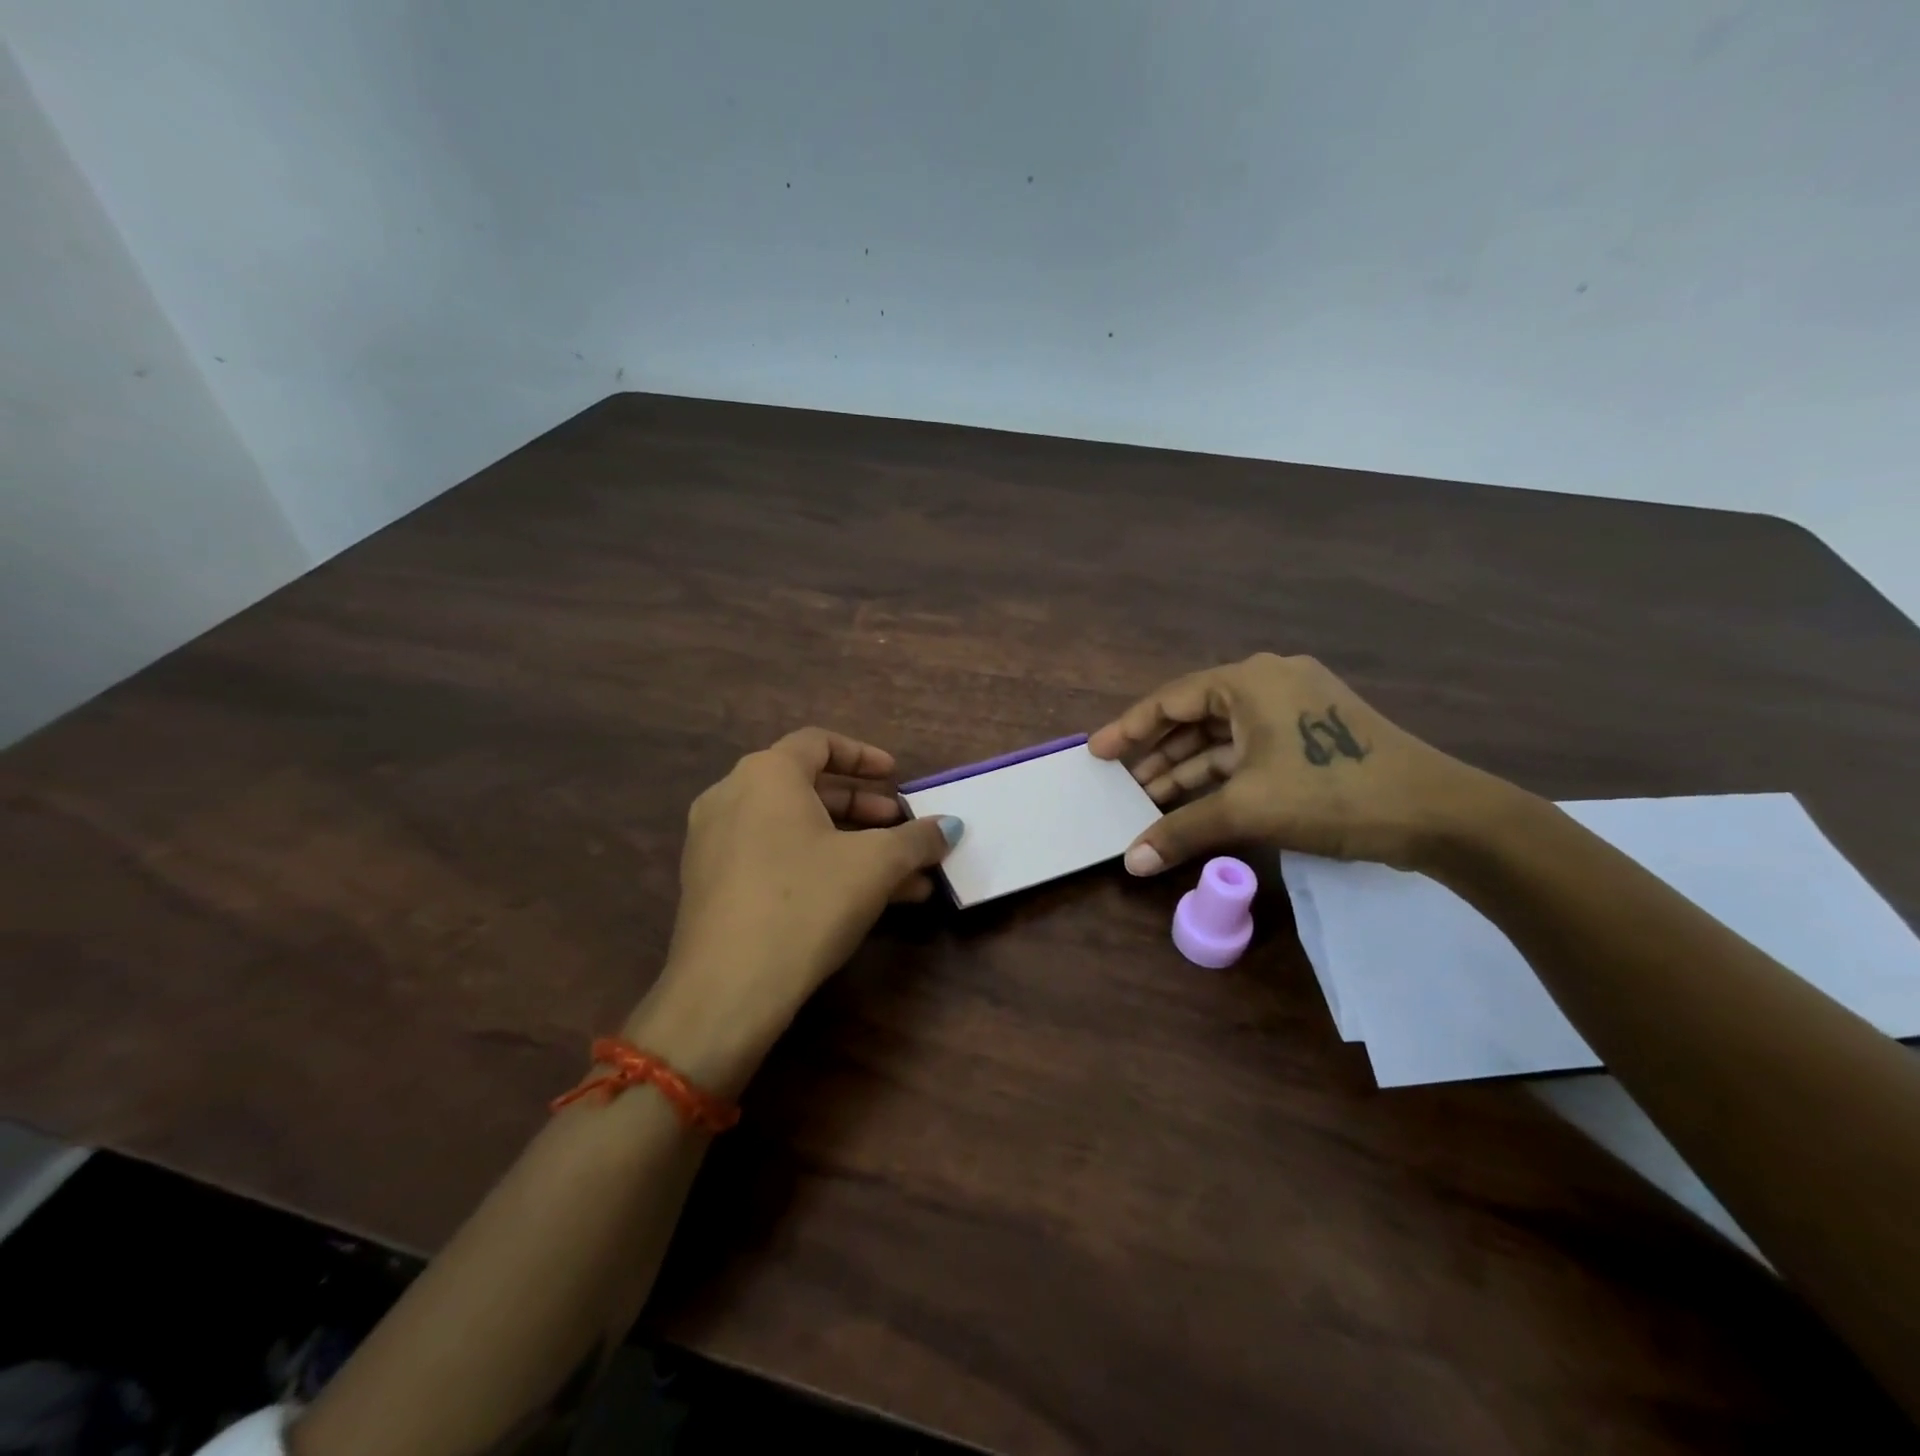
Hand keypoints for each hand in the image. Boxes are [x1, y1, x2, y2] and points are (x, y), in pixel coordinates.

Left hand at [628, 728, 962, 1094]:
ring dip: (850, 844)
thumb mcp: (875, 865)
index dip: (864, 756)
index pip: (818, 742)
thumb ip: (917, 838)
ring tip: (900, 875)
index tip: (896, 776)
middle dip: (864, 808)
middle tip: (900, 826)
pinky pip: (774, 857)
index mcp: (766, 774)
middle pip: (808, 788)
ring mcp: (715, 842)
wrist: (727, 988)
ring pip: (795, 828)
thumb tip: (950, 826)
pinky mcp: (712, 884)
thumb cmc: (806, 902)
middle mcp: (732, 796)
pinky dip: (818, 865)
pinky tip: (862, 900)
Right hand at [1088, 653, 1508, 875]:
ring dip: (1188, 768)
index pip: (1171, 700)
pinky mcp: (1313, 735)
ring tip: (1149, 801)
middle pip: (1196, 716)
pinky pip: (1250, 749)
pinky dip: (1221, 774)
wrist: (1439, 814)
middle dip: (1158, 755)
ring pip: (1224, 736)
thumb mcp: (1247, 810)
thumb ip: (1181, 830)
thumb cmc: (1332, 793)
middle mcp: (1270, 682)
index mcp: (1250, 680)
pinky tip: (1195, 801)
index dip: (1129, 728)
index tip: (1097, 754)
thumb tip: (1130, 862)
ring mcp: (1295, 708)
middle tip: (1121, 786)